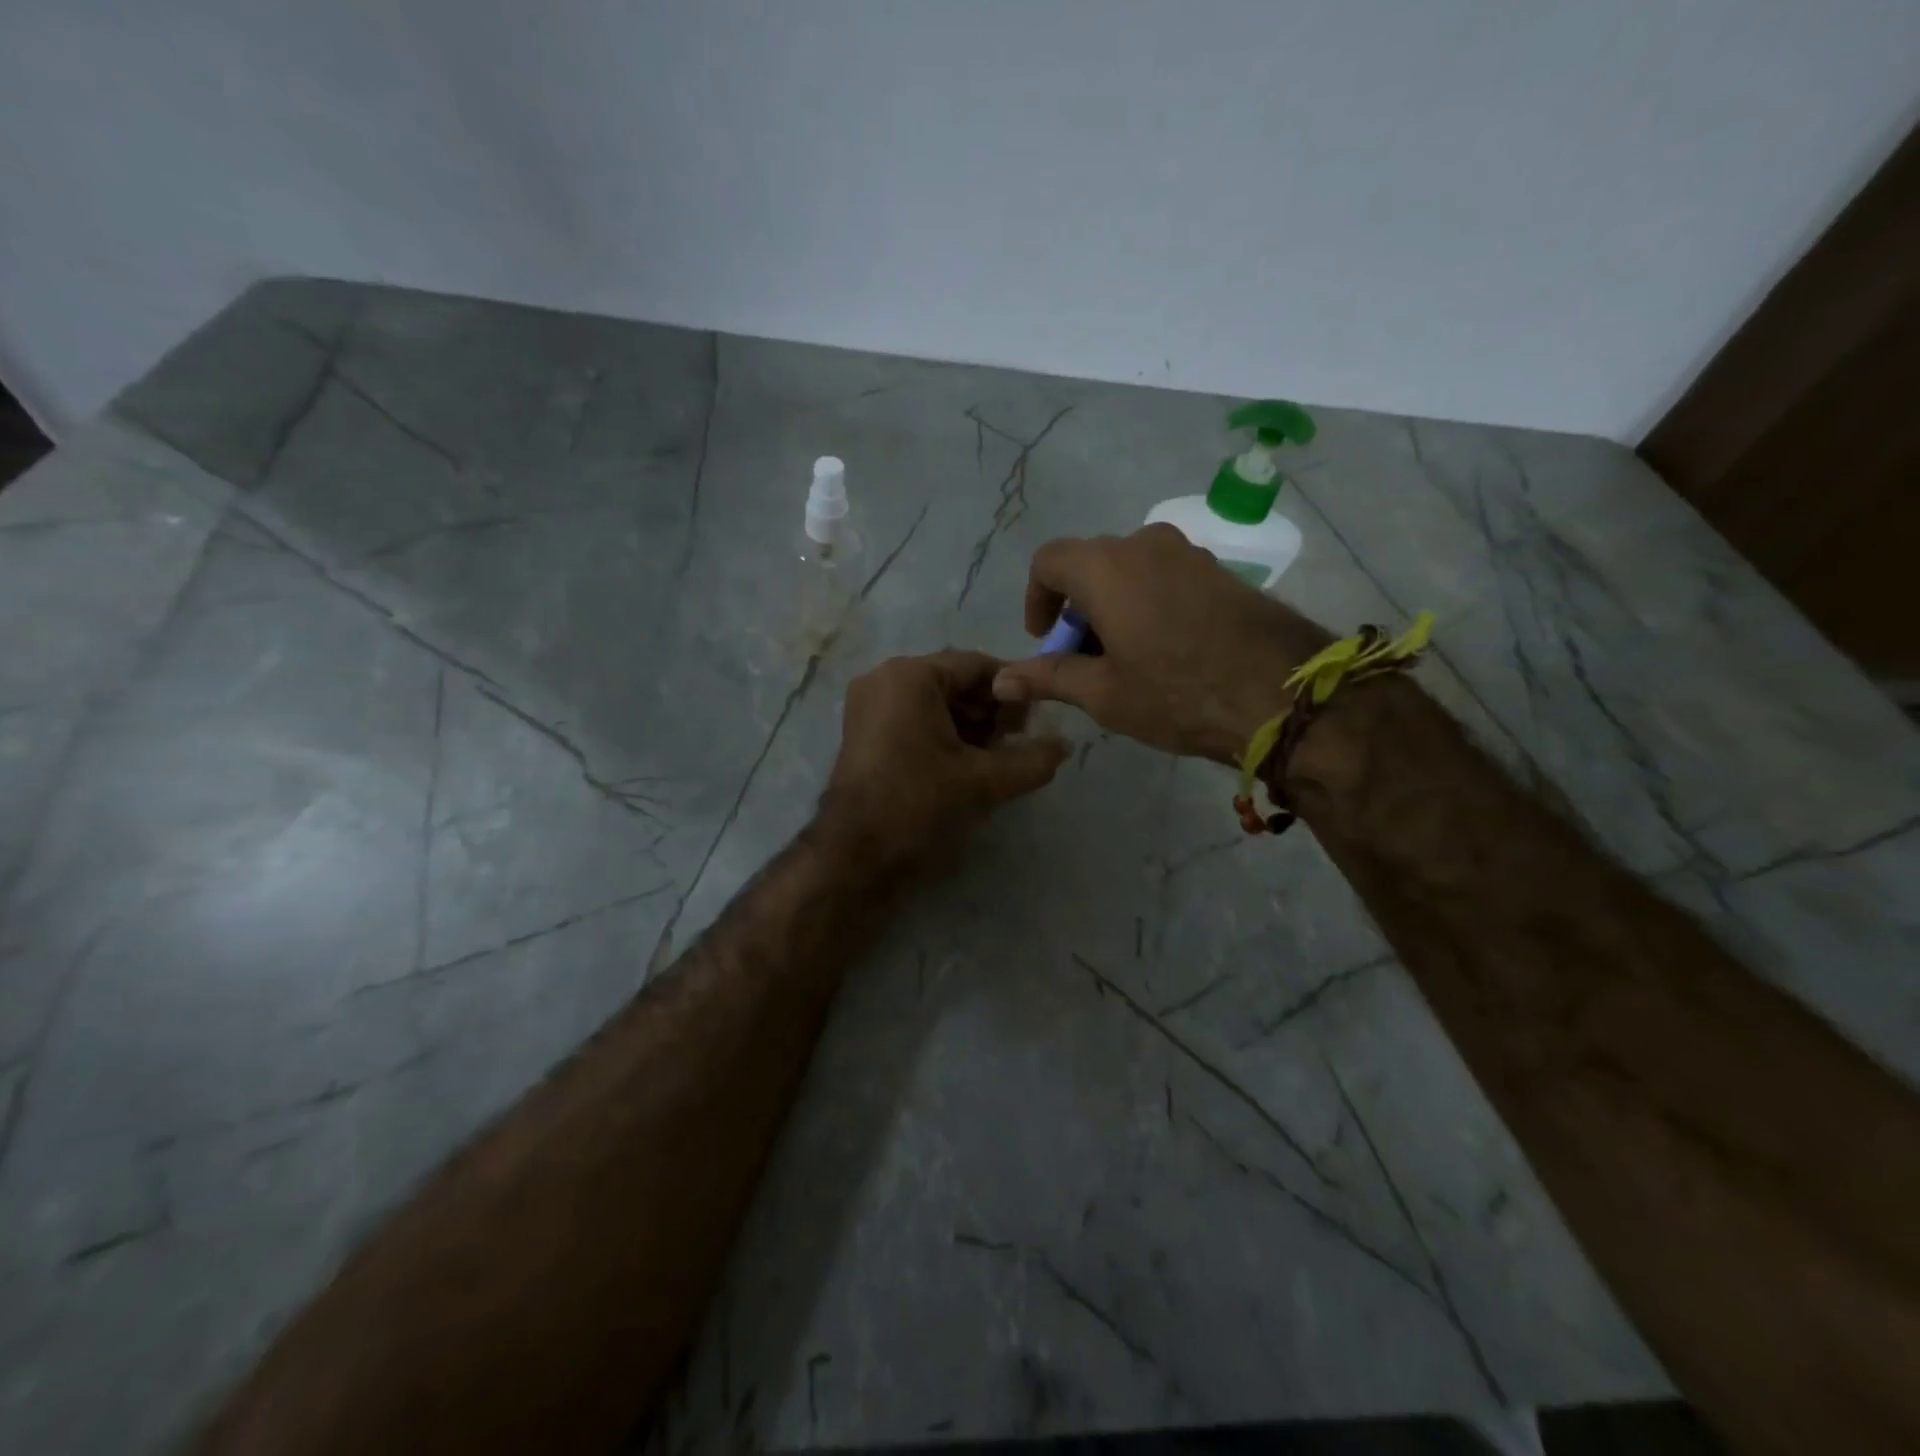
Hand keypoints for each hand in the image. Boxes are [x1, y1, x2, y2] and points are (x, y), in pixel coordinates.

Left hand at [822, 650, 1069, 865]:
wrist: (854, 853)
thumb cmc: (918, 803)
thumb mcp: (983, 780)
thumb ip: (1031, 760)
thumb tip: (1066, 746)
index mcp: (911, 675)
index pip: (977, 665)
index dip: (1012, 691)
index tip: (1034, 722)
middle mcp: (885, 677)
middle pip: (954, 681)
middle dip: (989, 711)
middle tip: (1013, 744)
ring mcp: (869, 704)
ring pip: (935, 701)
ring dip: (969, 725)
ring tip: (992, 759)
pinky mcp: (863, 730)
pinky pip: (914, 717)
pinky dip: (943, 734)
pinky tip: (963, 764)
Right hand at [992, 525, 1333, 762]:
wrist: (1283, 693)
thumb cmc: (1177, 693)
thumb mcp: (1103, 692)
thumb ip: (1048, 677)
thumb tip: (999, 680)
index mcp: (1106, 566)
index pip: (1048, 561)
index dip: (1036, 600)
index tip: (1046, 642)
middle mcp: (1144, 544)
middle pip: (1090, 565)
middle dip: (1076, 611)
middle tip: (1084, 661)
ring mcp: (1188, 553)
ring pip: (1130, 571)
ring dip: (1112, 608)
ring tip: (1125, 661)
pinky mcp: (1220, 570)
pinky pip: (1165, 577)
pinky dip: (1147, 604)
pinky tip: (1164, 651)